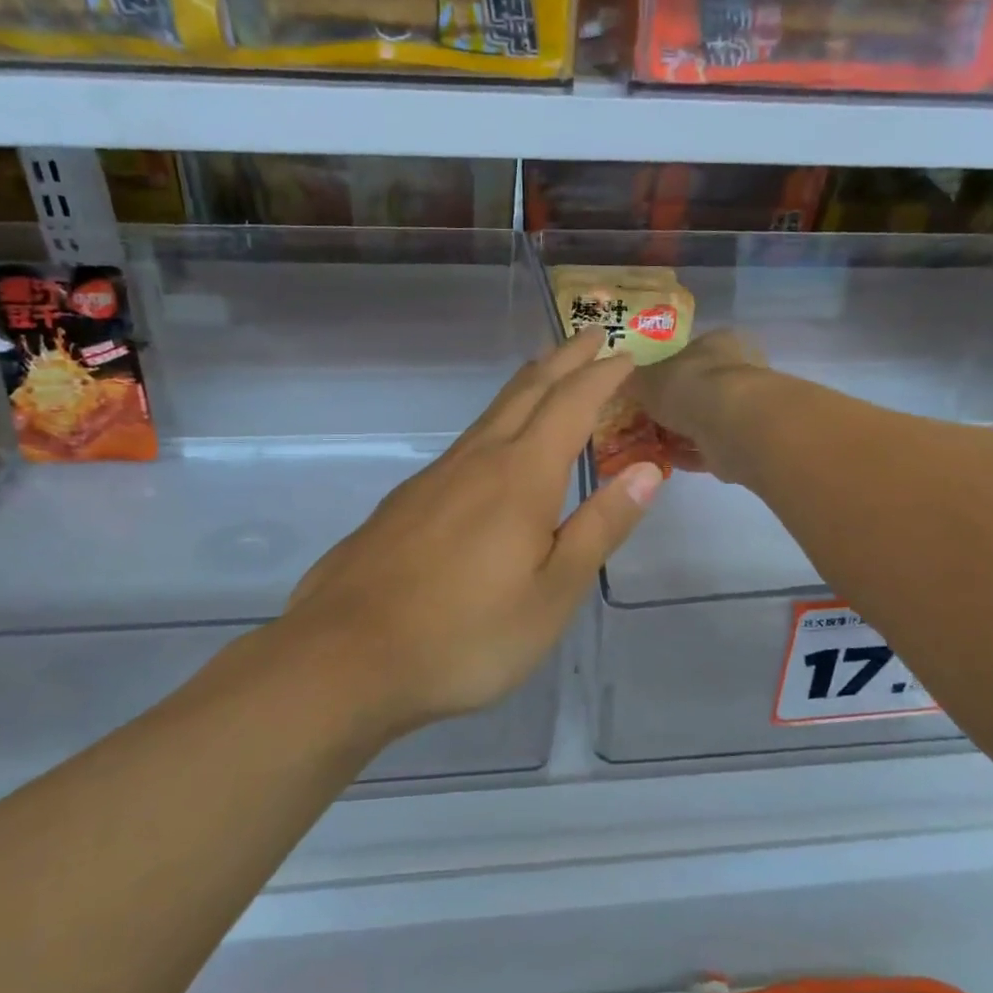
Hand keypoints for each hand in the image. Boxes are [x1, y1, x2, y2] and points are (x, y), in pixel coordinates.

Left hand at [279, 331, 663, 730]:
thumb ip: (600, 527)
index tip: (627, 353)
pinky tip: (493, 446)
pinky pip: (465, 442)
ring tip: (549, 372)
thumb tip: (647, 470)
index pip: (571, 405)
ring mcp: (434, 477)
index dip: (602, 375)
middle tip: (592, 335)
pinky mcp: (405, 501)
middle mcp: (477, 460)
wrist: (346, 657)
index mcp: (521, 477)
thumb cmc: (466, 635)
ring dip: (528, 385)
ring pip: (491, 413)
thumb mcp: (552, 593)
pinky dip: (496, 421)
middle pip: (527, 391)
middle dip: (564, 359)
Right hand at [628, 329, 769, 482]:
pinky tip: (664, 461)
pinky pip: (709, 447)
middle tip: (642, 419)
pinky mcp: (743, 441)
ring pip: (703, 419)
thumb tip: (619, 383)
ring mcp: (742, 407)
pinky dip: (688, 454)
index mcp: (716, 343)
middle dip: (672, 404)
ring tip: (648, 443)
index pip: (688, 350)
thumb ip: (632, 381)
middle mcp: (735, 370)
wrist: (732, 426)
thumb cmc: (689, 387)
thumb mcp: (645, 379)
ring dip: (679, 432)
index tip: (643, 388)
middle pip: (697, 387)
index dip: (663, 368)